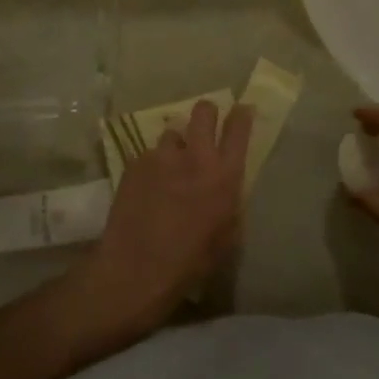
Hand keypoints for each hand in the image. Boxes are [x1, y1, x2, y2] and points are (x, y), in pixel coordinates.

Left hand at [78, 100, 253, 331]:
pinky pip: (149, 155)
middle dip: (207, 113)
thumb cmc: (191, 261)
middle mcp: (195, 156)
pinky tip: (147, 189)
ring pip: (172, 132)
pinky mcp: (135, 162)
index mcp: (224, 175)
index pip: (238, 128)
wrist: (138, 269)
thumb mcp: (228, 235)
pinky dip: (152, 166)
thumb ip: (230, 200)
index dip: (242, 114)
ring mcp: (162, 156)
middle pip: (203, 111)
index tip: (242, 109)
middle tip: (204, 127)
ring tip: (169, 169)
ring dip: (176, 146)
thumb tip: (226, 184)